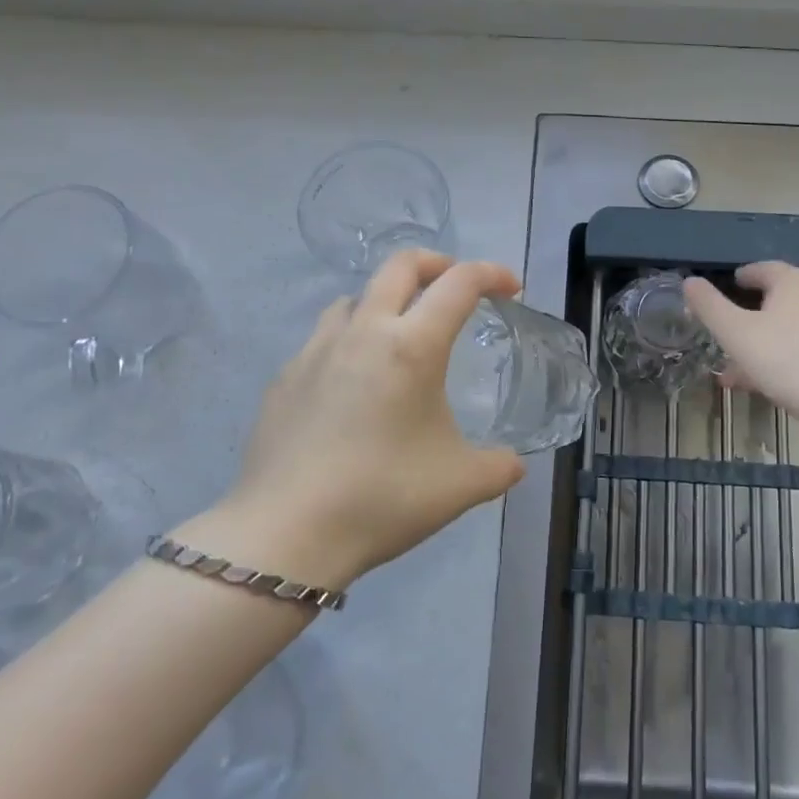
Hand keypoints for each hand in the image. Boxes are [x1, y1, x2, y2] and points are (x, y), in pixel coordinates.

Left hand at [195, 251, 524, 589]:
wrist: (285, 534)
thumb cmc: (383, 498)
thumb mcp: (461, 485)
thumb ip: (499, 466)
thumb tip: (513, 463)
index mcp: (412, 346)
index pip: (459, 283)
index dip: (491, 274)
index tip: (510, 288)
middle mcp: (363, 332)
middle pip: (400, 265)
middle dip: (437, 264)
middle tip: (457, 288)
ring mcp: (316, 351)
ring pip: (355, 297)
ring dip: (387, 301)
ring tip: (401, 336)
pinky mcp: (284, 378)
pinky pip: (324, 339)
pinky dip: (350, 341)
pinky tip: (353, 387)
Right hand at [683, 262, 798, 427]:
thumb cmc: (788, 360)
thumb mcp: (736, 334)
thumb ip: (710, 306)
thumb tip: (690, 281)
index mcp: (793, 280)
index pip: (763, 269)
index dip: (743, 277)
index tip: (731, 286)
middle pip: (780, 299)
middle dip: (752, 316)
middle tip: (731, 333)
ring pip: (793, 327)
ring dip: (767, 342)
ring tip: (741, 371)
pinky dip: (789, 356)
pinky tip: (773, 383)